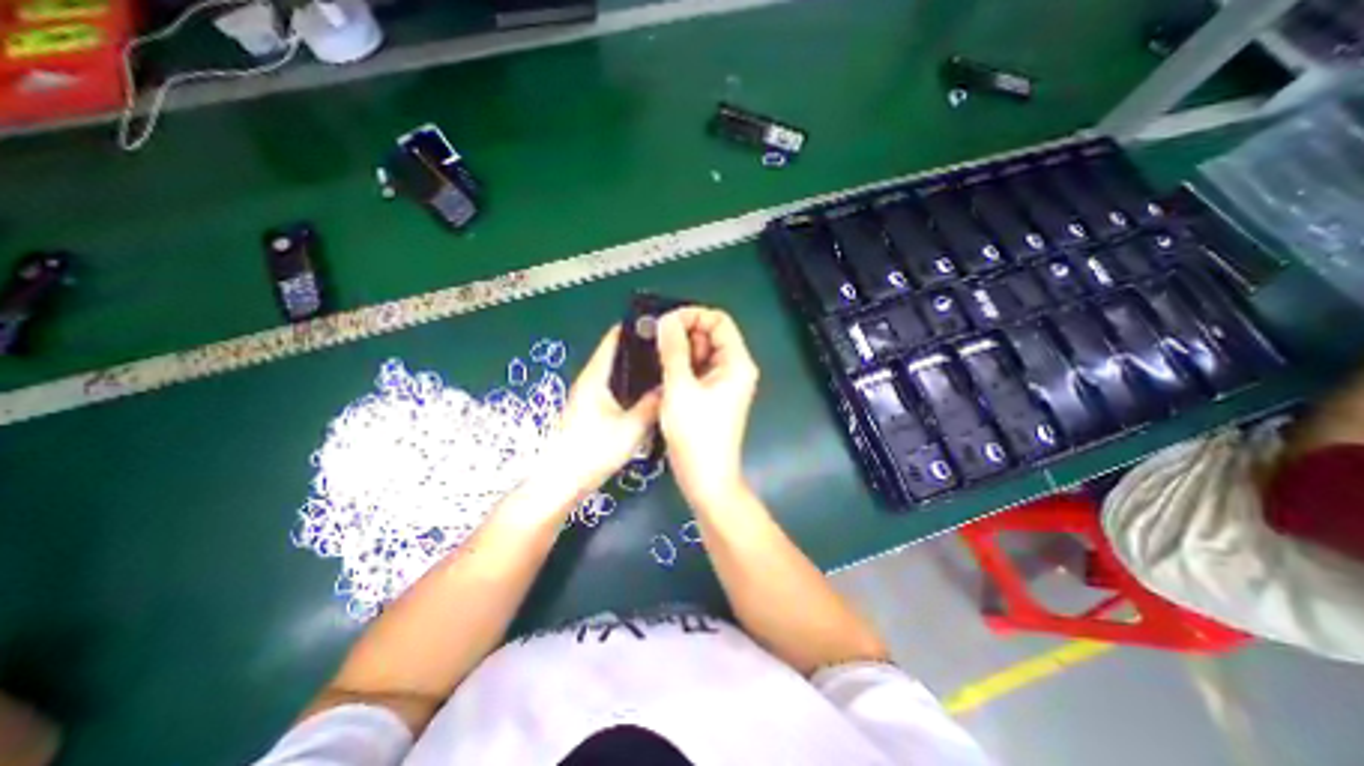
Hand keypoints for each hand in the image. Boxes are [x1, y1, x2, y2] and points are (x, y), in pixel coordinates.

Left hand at [548, 325, 665, 496]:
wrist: (560, 482)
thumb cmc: (592, 451)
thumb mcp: (630, 428)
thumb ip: (652, 405)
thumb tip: (670, 387)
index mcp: (595, 377)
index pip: (614, 339)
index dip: (637, 329)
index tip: (663, 327)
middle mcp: (590, 380)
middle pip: (617, 354)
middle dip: (643, 350)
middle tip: (672, 351)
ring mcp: (588, 396)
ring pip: (617, 373)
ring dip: (638, 369)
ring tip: (666, 370)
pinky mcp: (590, 410)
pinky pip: (615, 388)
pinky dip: (631, 385)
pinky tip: (649, 395)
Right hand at [657, 306, 761, 507]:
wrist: (707, 479)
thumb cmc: (696, 435)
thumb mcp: (680, 388)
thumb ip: (673, 350)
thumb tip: (665, 320)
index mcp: (736, 362)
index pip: (718, 320)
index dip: (692, 315)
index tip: (665, 324)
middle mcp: (734, 368)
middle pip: (711, 335)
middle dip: (683, 332)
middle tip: (654, 340)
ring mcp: (724, 383)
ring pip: (702, 353)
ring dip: (680, 350)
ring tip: (654, 355)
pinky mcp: (713, 395)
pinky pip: (698, 370)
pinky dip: (681, 366)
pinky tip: (661, 370)